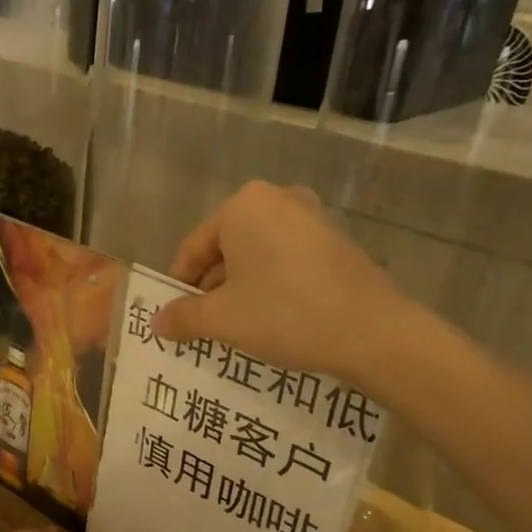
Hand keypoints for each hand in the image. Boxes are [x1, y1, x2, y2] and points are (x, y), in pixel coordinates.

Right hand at [153, 181, 432, 393]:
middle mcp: (278, 199)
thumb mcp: (222, 319)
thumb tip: (157, 322)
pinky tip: (275, 319)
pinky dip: (272, 285)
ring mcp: (313, 217)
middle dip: (211, 287)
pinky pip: (287, 260)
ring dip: (241, 289)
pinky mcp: (337, 241)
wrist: (374, 332)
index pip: (194, 247)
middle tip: (204, 325)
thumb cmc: (285, 313)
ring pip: (257, 256)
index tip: (175, 318)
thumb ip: (183, 317)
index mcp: (244, 205)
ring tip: (237, 327)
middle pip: (226, 248)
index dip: (179, 286)